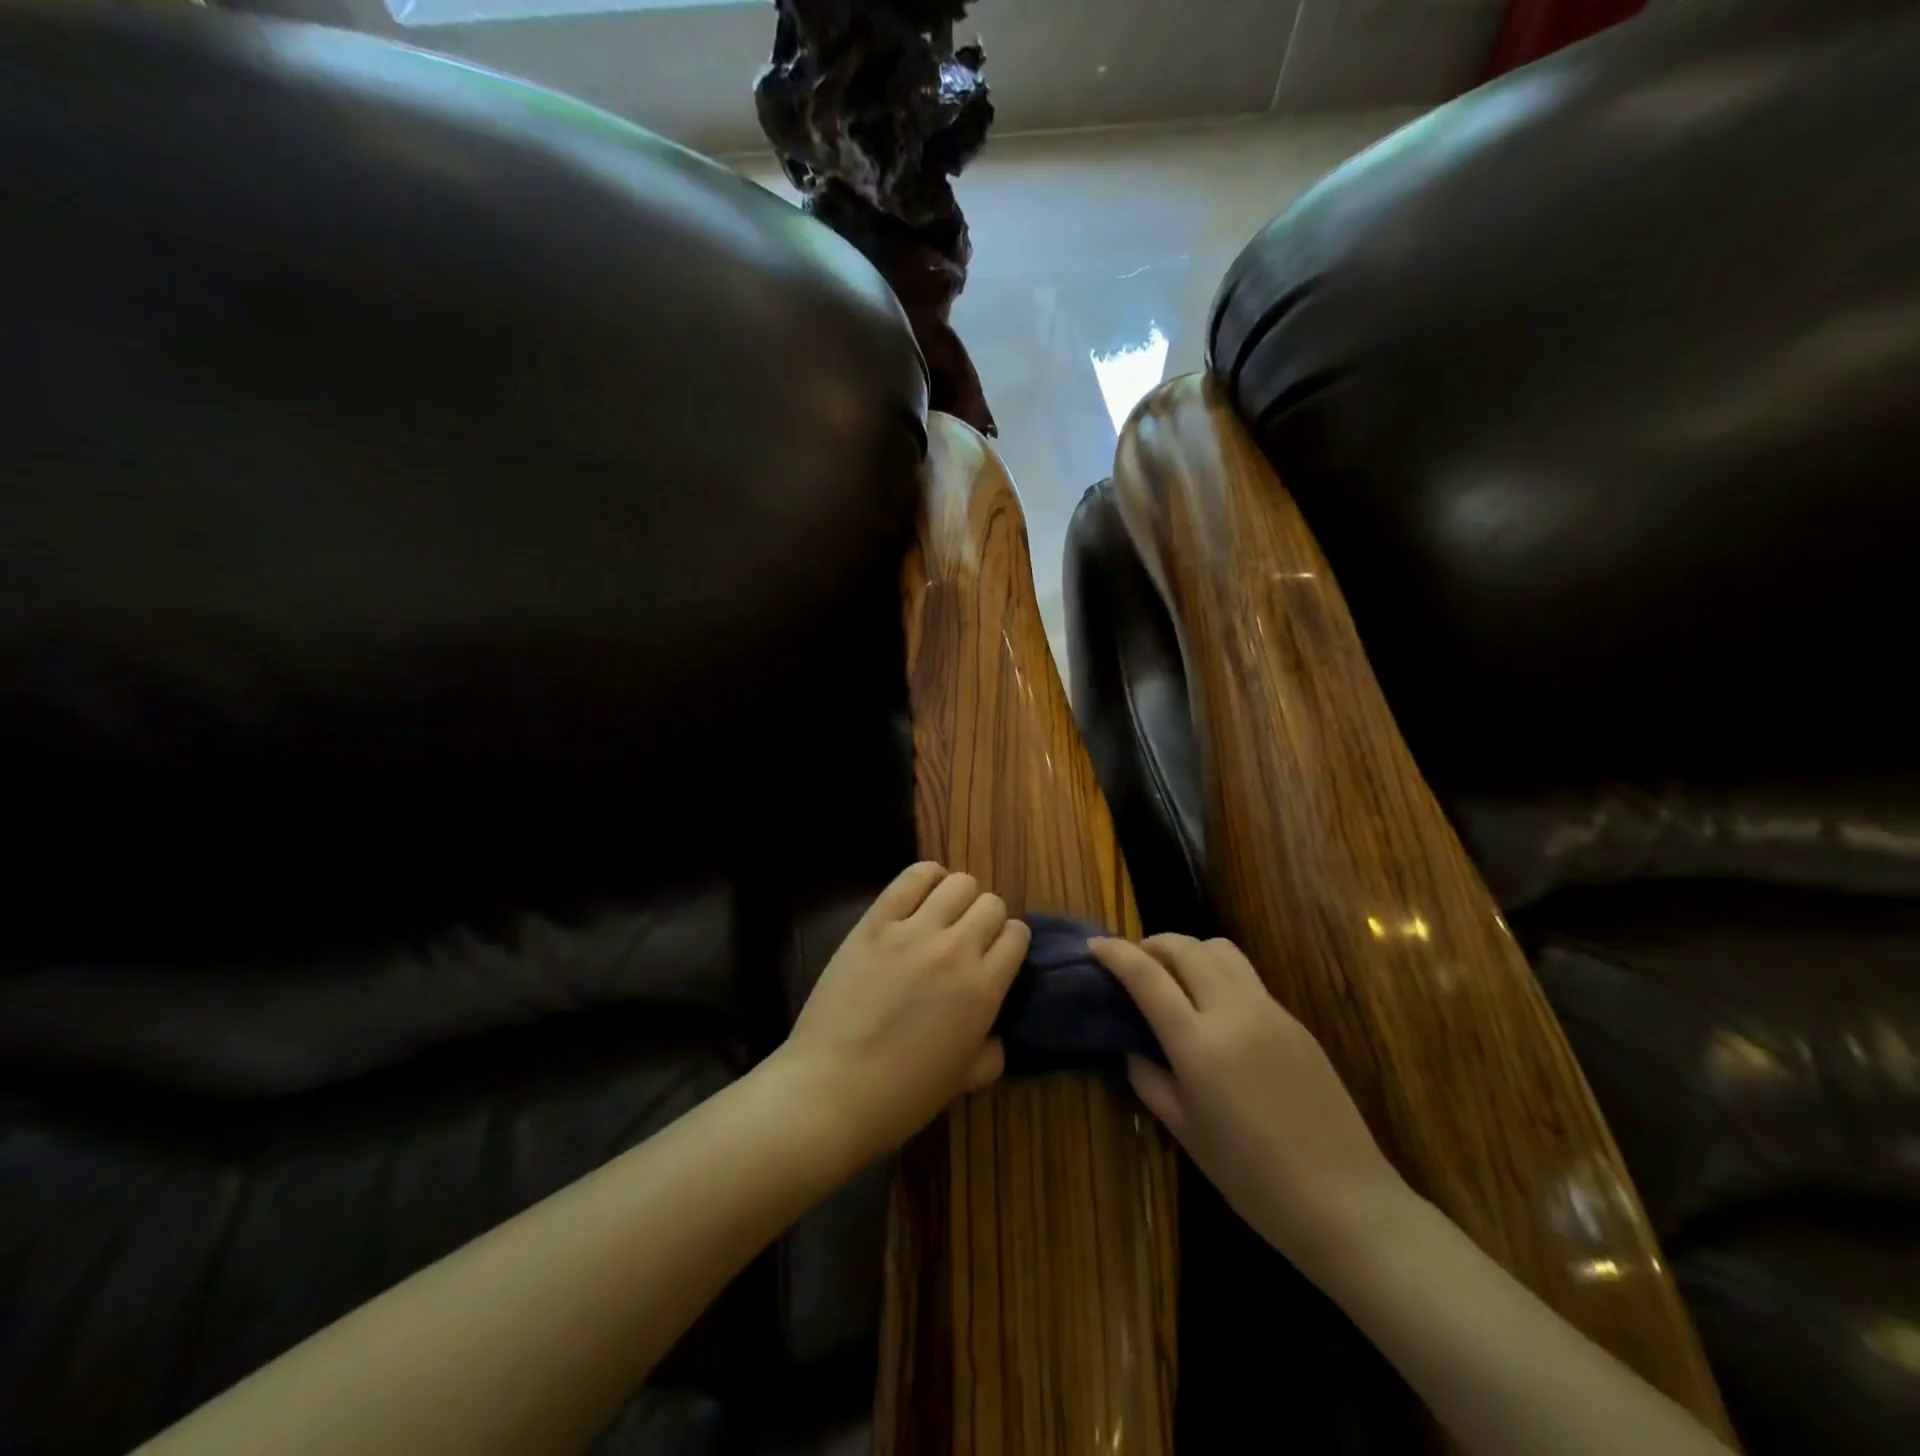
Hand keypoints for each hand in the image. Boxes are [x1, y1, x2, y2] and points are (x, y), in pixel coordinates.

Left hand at [780, 862, 1028, 1167]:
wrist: (832, 1091)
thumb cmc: (902, 1096)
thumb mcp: (964, 1081)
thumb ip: (990, 1053)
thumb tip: (996, 1034)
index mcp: (984, 988)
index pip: (1017, 935)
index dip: (1009, 943)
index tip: (995, 956)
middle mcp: (956, 949)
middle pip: (991, 903)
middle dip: (986, 919)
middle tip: (967, 940)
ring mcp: (913, 931)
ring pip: (958, 883)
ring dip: (958, 897)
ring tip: (943, 915)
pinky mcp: (875, 922)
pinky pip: (912, 877)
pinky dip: (926, 877)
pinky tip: (922, 894)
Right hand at [1091, 935, 1407, 1275]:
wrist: (1347, 1203)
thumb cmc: (1255, 1181)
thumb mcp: (1187, 1134)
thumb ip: (1150, 1081)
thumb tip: (1132, 1049)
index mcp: (1199, 1044)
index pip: (1147, 976)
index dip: (1115, 954)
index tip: (1094, 946)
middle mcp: (1233, 1012)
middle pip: (1186, 947)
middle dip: (1152, 944)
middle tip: (1134, 963)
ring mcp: (1270, 1011)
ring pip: (1221, 949)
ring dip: (1189, 950)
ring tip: (1174, 977)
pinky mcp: (1295, 1021)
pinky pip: (1247, 976)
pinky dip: (1218, 972)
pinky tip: (1214, 1008)